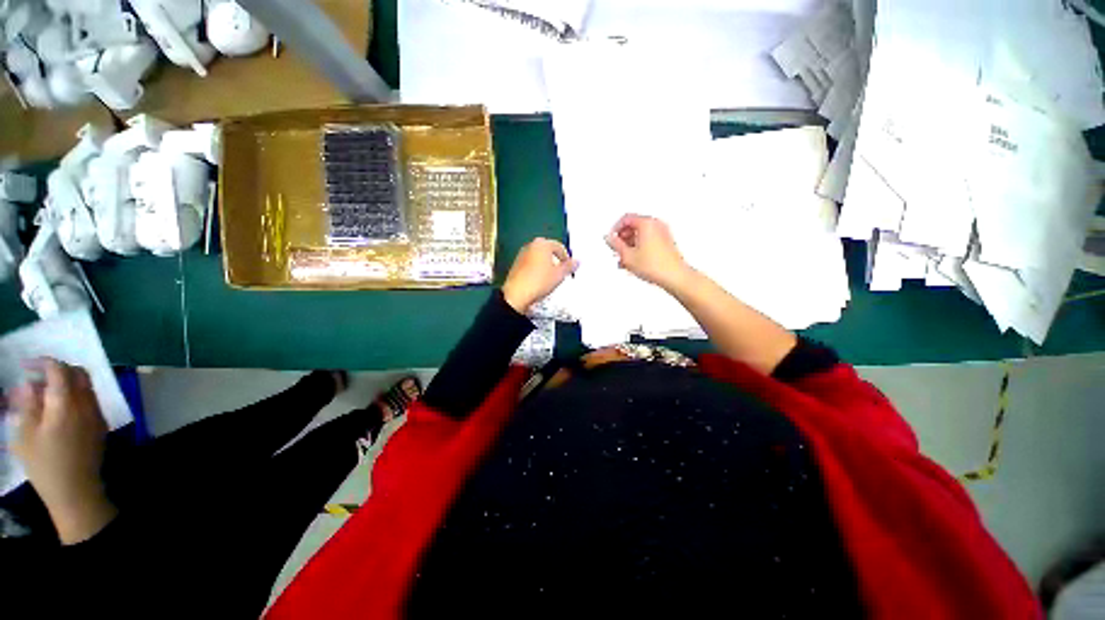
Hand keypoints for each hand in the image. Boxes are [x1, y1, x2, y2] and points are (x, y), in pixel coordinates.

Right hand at [7, 359, 116, 543]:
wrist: (76, 491)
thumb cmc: (45, 465)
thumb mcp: (25, 435)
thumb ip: (28, 405)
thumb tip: (29, 385)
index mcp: (66, 404)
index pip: (60, 371)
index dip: (44, 362)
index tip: (27, 365)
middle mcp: (86, 404)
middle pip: (78, 374)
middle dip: (58, 369)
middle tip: (36, 377)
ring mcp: (97, 414)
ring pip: (86, 386)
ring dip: (66, 382)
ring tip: (43, 393)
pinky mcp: (100, 425)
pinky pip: (89, 400)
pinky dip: (74, 395)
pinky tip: (57, 407)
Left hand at [502, 238, 578, 312]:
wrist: (517, 294)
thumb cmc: (538, 281)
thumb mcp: (559, 275)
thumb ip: (569, 266)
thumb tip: (577, 262)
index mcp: (542, 244)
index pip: (559, 247)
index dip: (566, 258)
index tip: (569, 267)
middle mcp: (530, 246)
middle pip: (548, 250)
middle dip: (555, 260)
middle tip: (561, 271)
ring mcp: (522, 255)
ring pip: (539, 257)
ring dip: (546, 265)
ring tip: (551, 277)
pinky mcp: (516, 265)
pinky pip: (531, 264)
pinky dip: (537, 269)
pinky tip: (540, 280)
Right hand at [606, 214, 691, 290]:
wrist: (674, 276)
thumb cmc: (656, 265)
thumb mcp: (627, 256)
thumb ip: (615, 244)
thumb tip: (609, 239)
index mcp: (646, 223)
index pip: (625, 219)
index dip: (615, 230)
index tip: (611, 239)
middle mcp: (656, 224)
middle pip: (633, 226)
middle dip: (623, 239)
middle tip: (617, 249)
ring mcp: (663, 233)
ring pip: (640, 235)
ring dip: (630, 245)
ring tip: (625, 259)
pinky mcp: (666, 243)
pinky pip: (648, 240)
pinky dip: (639, 248)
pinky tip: (635, 262)